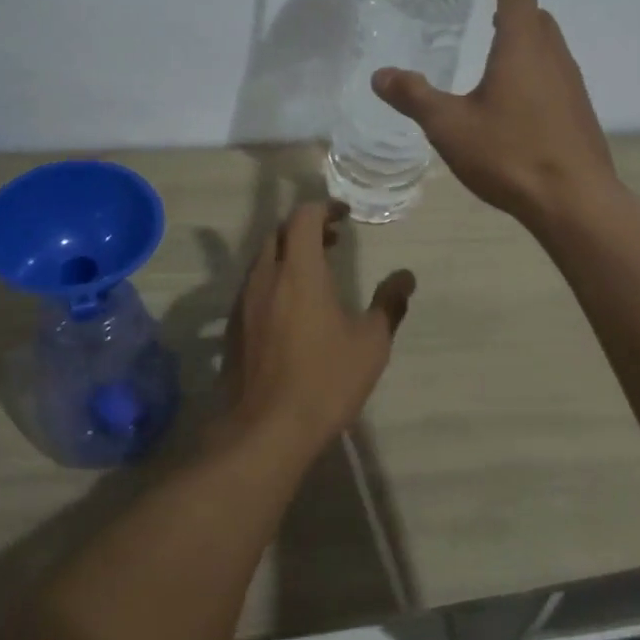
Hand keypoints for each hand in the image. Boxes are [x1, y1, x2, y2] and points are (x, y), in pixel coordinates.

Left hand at [219, 201, 415, 453]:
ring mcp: (243, 302)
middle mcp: (265, 277)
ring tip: (316, 271)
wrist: (264, 430)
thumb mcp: (370, 344)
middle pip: (279, 233)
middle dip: (305, 228)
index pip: (303, 217)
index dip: (323, 208)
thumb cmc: (324, 381)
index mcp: (299, 272)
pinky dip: (274, 278)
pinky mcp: (233, 327)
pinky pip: (253, 285)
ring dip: (288, 253)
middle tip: (333, 239)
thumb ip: (389, 304)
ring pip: (263, 259)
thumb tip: (406, 277)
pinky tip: (292, 307)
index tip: (344, 216)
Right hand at [373, 0, 614, 228]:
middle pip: (538, 18)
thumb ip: (414, 97)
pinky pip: (556, 75)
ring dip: (527, 39)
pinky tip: (518, 98)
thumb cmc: (509, 154)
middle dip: (515, 7)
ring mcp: (572, 86)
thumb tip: (379, 75)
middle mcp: (553, 58)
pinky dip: (535, 68)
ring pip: (550, 47)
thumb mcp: (450, 126)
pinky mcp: (579, 113)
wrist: (573, 201)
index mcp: (522, 48)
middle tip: (489, 11)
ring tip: (500, 51)